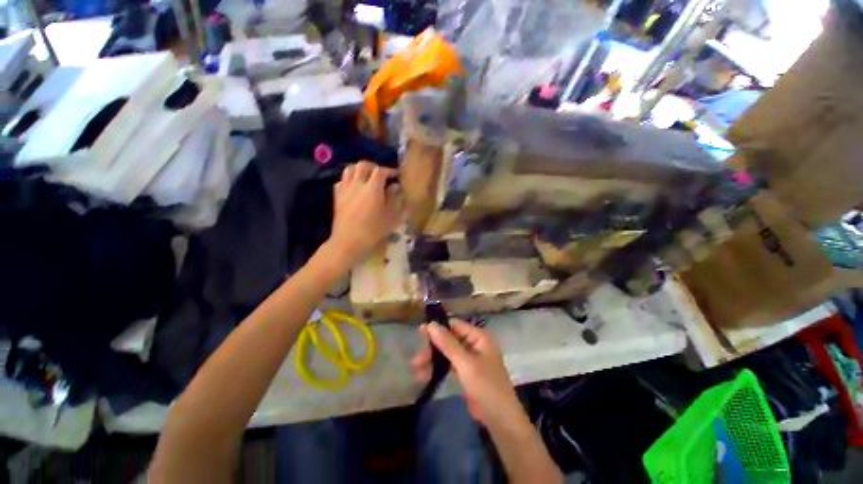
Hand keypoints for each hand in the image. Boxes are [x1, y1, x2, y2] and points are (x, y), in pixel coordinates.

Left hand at [327, 161, 399, 267]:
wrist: (348, 241)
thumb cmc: (373, 230)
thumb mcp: (390, 217)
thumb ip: (393, 199)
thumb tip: (394, 187)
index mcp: (372, 188)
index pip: (381, 171)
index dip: (389, 171)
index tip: (395, 175)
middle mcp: (357, 184)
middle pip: (363, 165)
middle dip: (374, 167)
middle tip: (381, 175)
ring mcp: (345, 189)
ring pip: (350, 169)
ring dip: (360, 170)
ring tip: (367, 178)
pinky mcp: (337, 196)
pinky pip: (342, 181)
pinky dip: (349, 179)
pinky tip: (354, 187)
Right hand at [411, 320, 523, 428]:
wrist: (500, 420)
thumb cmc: (486, 386)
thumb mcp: (465, 363)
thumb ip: (447, 343)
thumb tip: (431, 324)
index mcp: (479, 337)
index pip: (455, 325)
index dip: (438, 328)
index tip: (420, 332)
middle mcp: (474, 344)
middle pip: (449, 339)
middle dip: (433, 348)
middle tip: (416, 357)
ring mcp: (470, 359)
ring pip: (447, 353)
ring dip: (432, 359)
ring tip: (415, 368)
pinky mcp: (466, 372)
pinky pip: (449, 365)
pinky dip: (437, 368)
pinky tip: (423, 375)